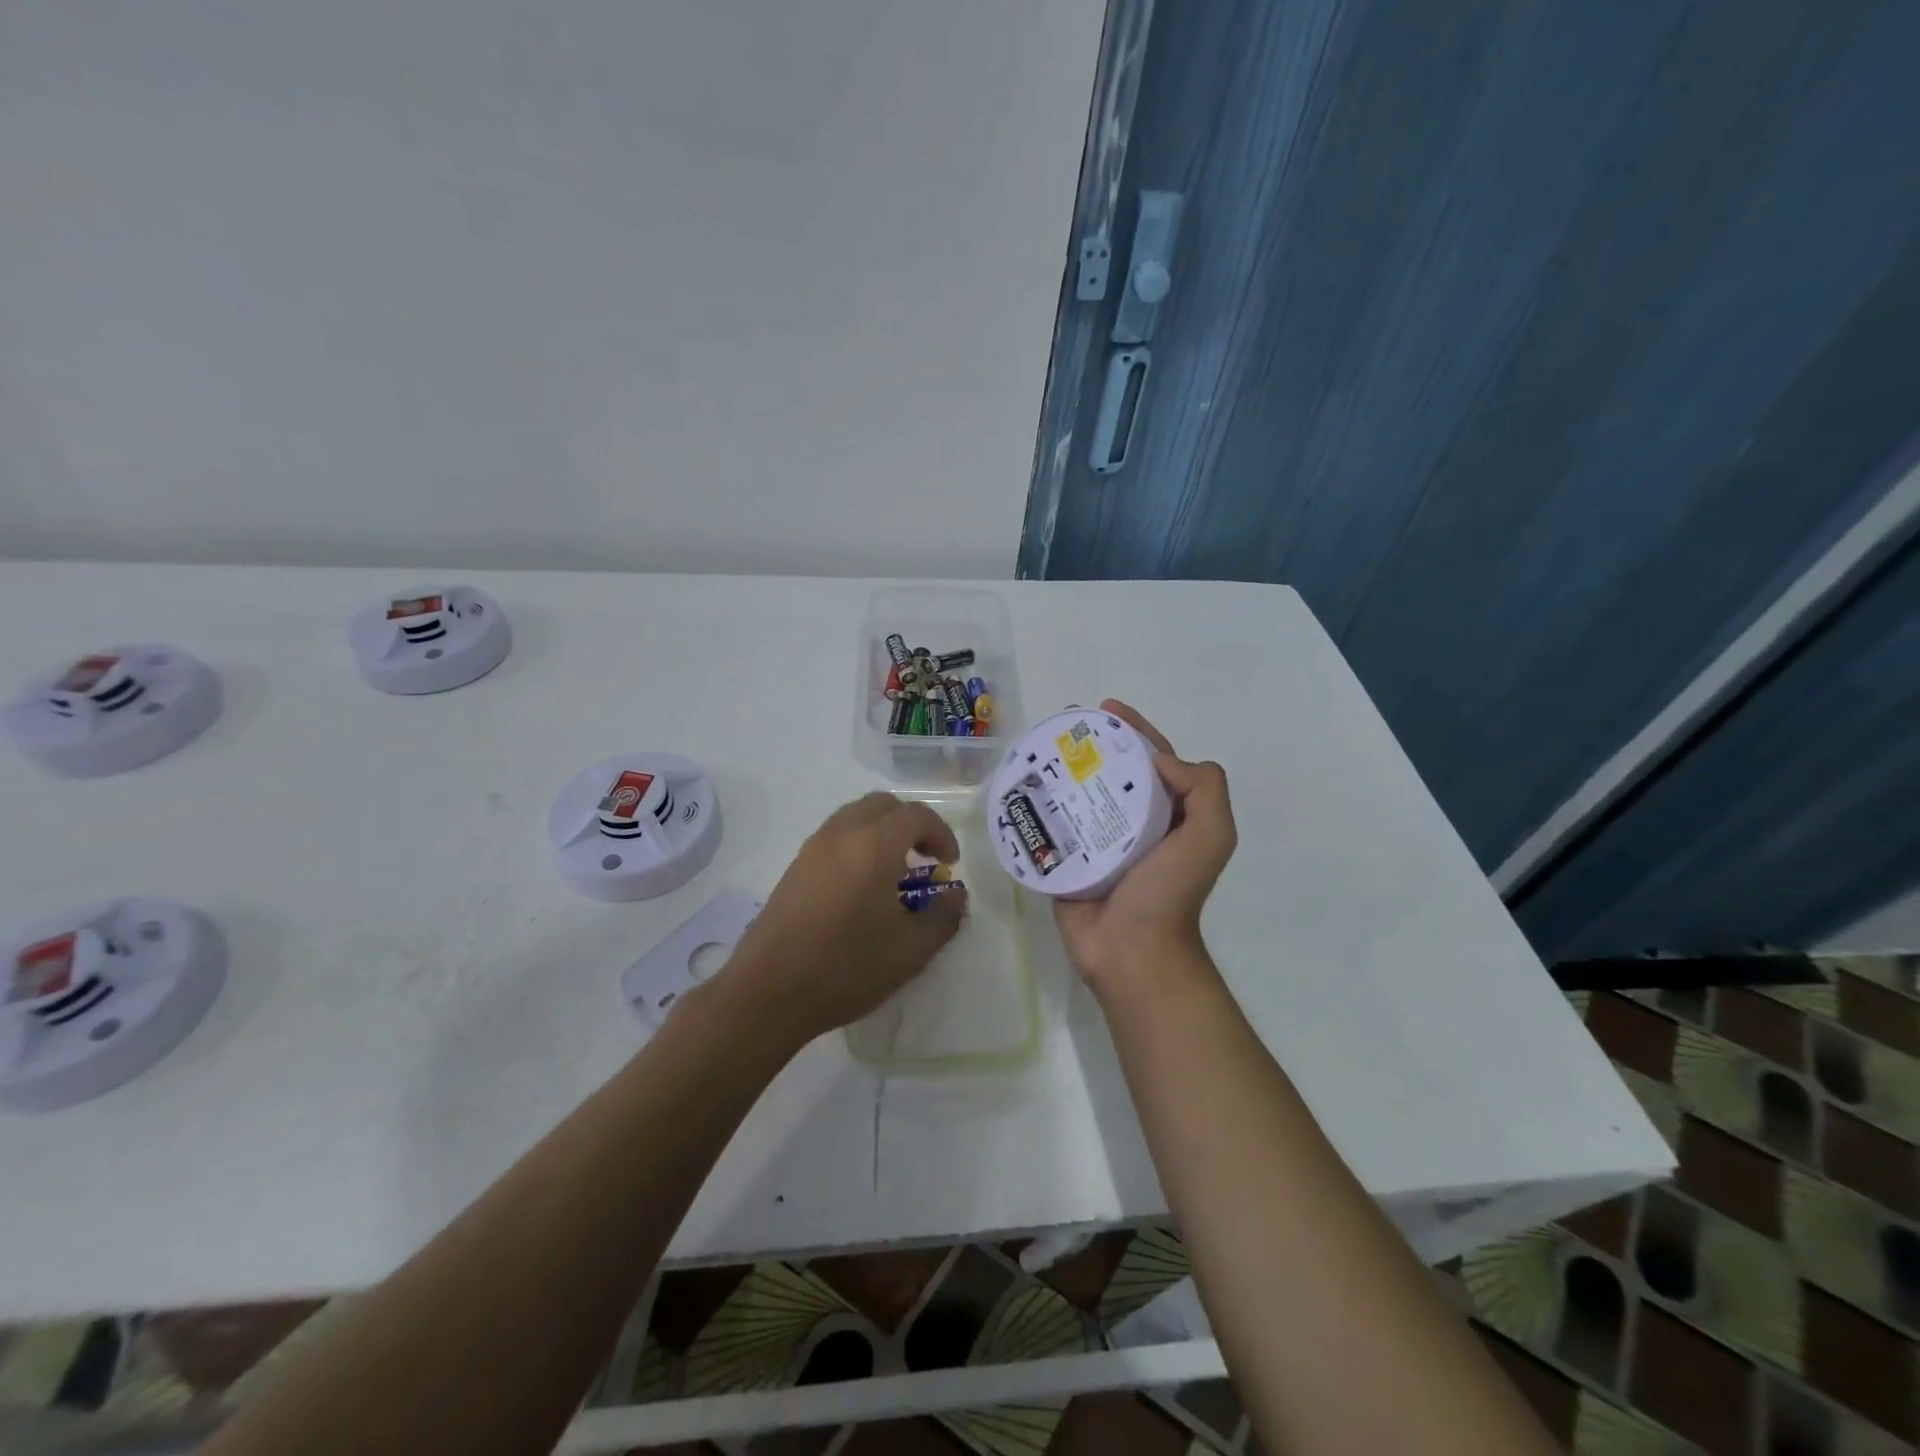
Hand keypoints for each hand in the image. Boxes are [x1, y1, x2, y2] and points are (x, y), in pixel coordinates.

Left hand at [722, 793, 967, 1043]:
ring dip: (881, 833)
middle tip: (924, 859)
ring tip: (894, 875)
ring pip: (854, 817)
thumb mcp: (911, 950)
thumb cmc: (847, 967)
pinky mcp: (794, 869)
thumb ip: (943, 917)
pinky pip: (834, 838)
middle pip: (883, 805)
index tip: (950, 865)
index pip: (916, 815)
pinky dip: (857, 846)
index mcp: (874, 844)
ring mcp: (812, 849)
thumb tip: (956, 896)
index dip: (941, 834)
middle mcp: (841, 834)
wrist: (768, 992)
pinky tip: (861, 890)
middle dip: (910, 825)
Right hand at [1054, 700, 1236, 1000]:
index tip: (1106, 708)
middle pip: (1112, 772)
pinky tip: (1020, 787)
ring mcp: (1098, 843)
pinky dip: (1039, 806)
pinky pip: (1052, 826)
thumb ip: (1204, 790)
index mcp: (1169, 815)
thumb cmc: (1170, 893)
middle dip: (1091, 746)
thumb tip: (1160, 759)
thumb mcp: (1210, 837)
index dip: (1135, 730)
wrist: (1132, 953)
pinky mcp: (1067, 861)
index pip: (1153, 759)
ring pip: (1079, 796)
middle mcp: (1134, 823)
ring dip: (1061, 772)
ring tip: (1036, 750)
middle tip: (1062, 726)